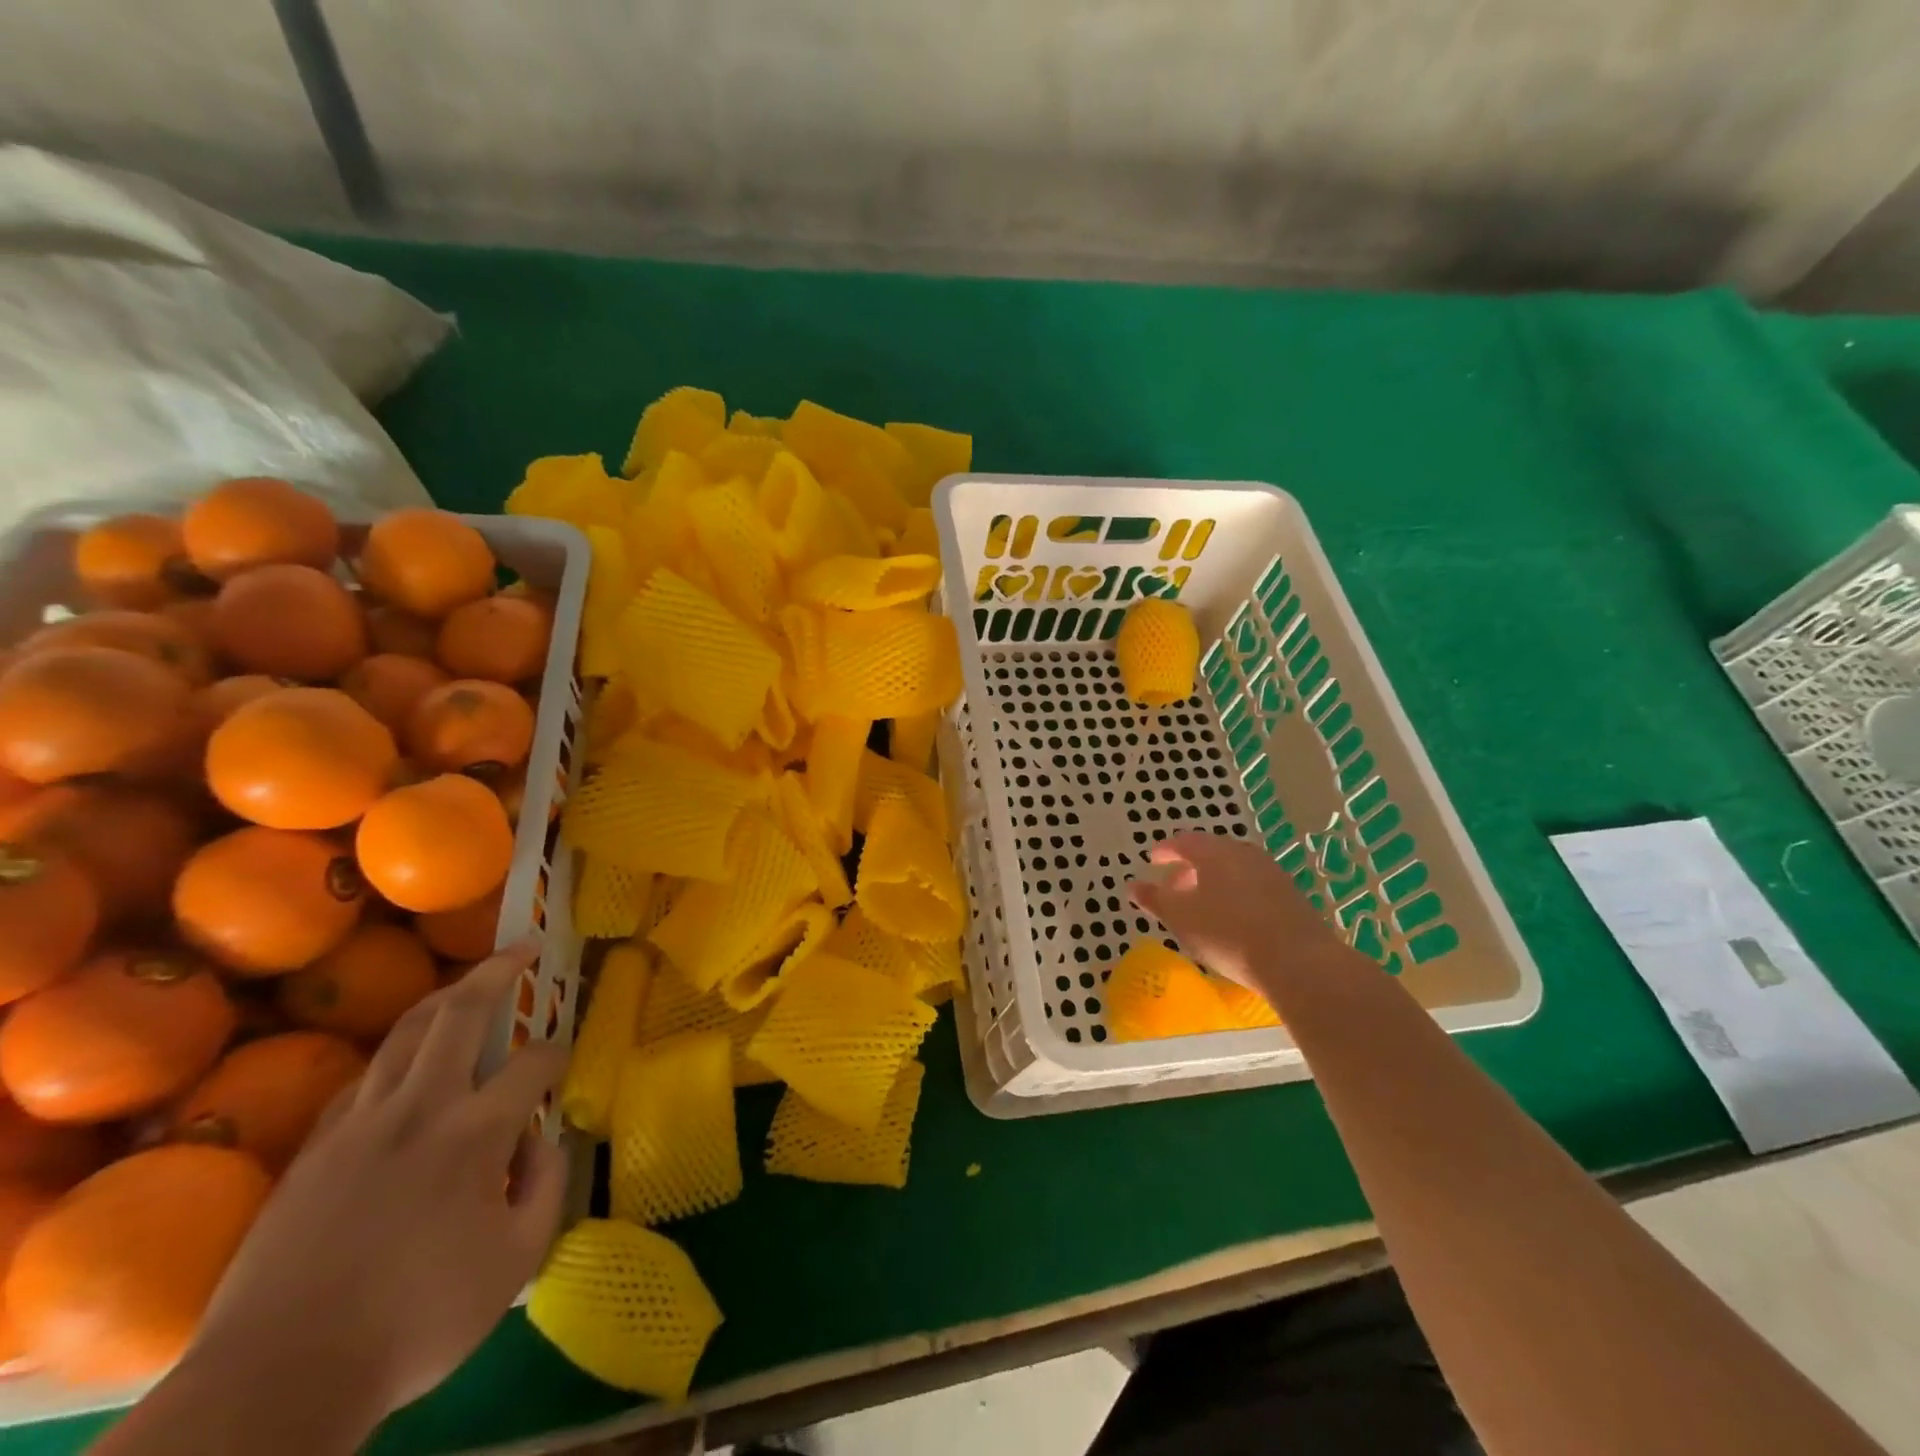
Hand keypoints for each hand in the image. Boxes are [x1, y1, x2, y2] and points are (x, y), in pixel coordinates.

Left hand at [185, 937, 569, 1422]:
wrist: (277, 1381)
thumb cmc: (415, 1320)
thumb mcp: (515, 1262)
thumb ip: (546, 1187)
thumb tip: (544, 1139)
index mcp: (475, 1132)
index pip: (533, 1063)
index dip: (558, 1050)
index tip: (565, 1056)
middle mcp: (419, 1108)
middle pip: (459, 1012)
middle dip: (497, 971)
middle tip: (523, 948)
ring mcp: (359, 1123)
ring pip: (405, 1033)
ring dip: (444, 998)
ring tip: (468, 984)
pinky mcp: (314, 1148)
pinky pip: (364, 1078)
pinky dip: (397, 1056)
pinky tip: (407, 1064)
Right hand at [1128, 831, 1343, 987]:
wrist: (1298, 962)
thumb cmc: (1227, 933)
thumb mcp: (1180, 918)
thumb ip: (1155, 899)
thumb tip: (1133, 885)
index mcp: (1214, 852)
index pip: (1183, 841)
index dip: (1165, 850)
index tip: (1153, 859)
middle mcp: (1243, 854)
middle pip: (1211, 852)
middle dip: (1189, 866)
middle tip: (1174, 885)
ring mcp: (1271, 873)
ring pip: (1233, 869)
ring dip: (1213, 881)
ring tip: (1201, 904)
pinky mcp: (1290, 896)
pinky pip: (1252, 885)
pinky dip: (1234, 893)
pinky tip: (1231, 918)